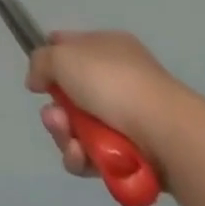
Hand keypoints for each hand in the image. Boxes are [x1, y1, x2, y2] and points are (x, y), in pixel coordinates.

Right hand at [26, 30, 195, 182]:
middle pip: (70, 95)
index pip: (70, 46)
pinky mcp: (134, 154)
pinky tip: (83, 159)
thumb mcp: (63, 56)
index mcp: (107, 47)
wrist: (167, 133)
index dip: (50, 60)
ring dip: (66, 137)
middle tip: (56, 119)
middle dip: (56, 110)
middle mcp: (118, 80)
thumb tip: (37, 81)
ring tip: (72, 143)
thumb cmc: (113, 83)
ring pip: (79, 128)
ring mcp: (128, 118)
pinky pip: (96, 156)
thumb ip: (40, 62)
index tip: (40, 79)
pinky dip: (84, 159)